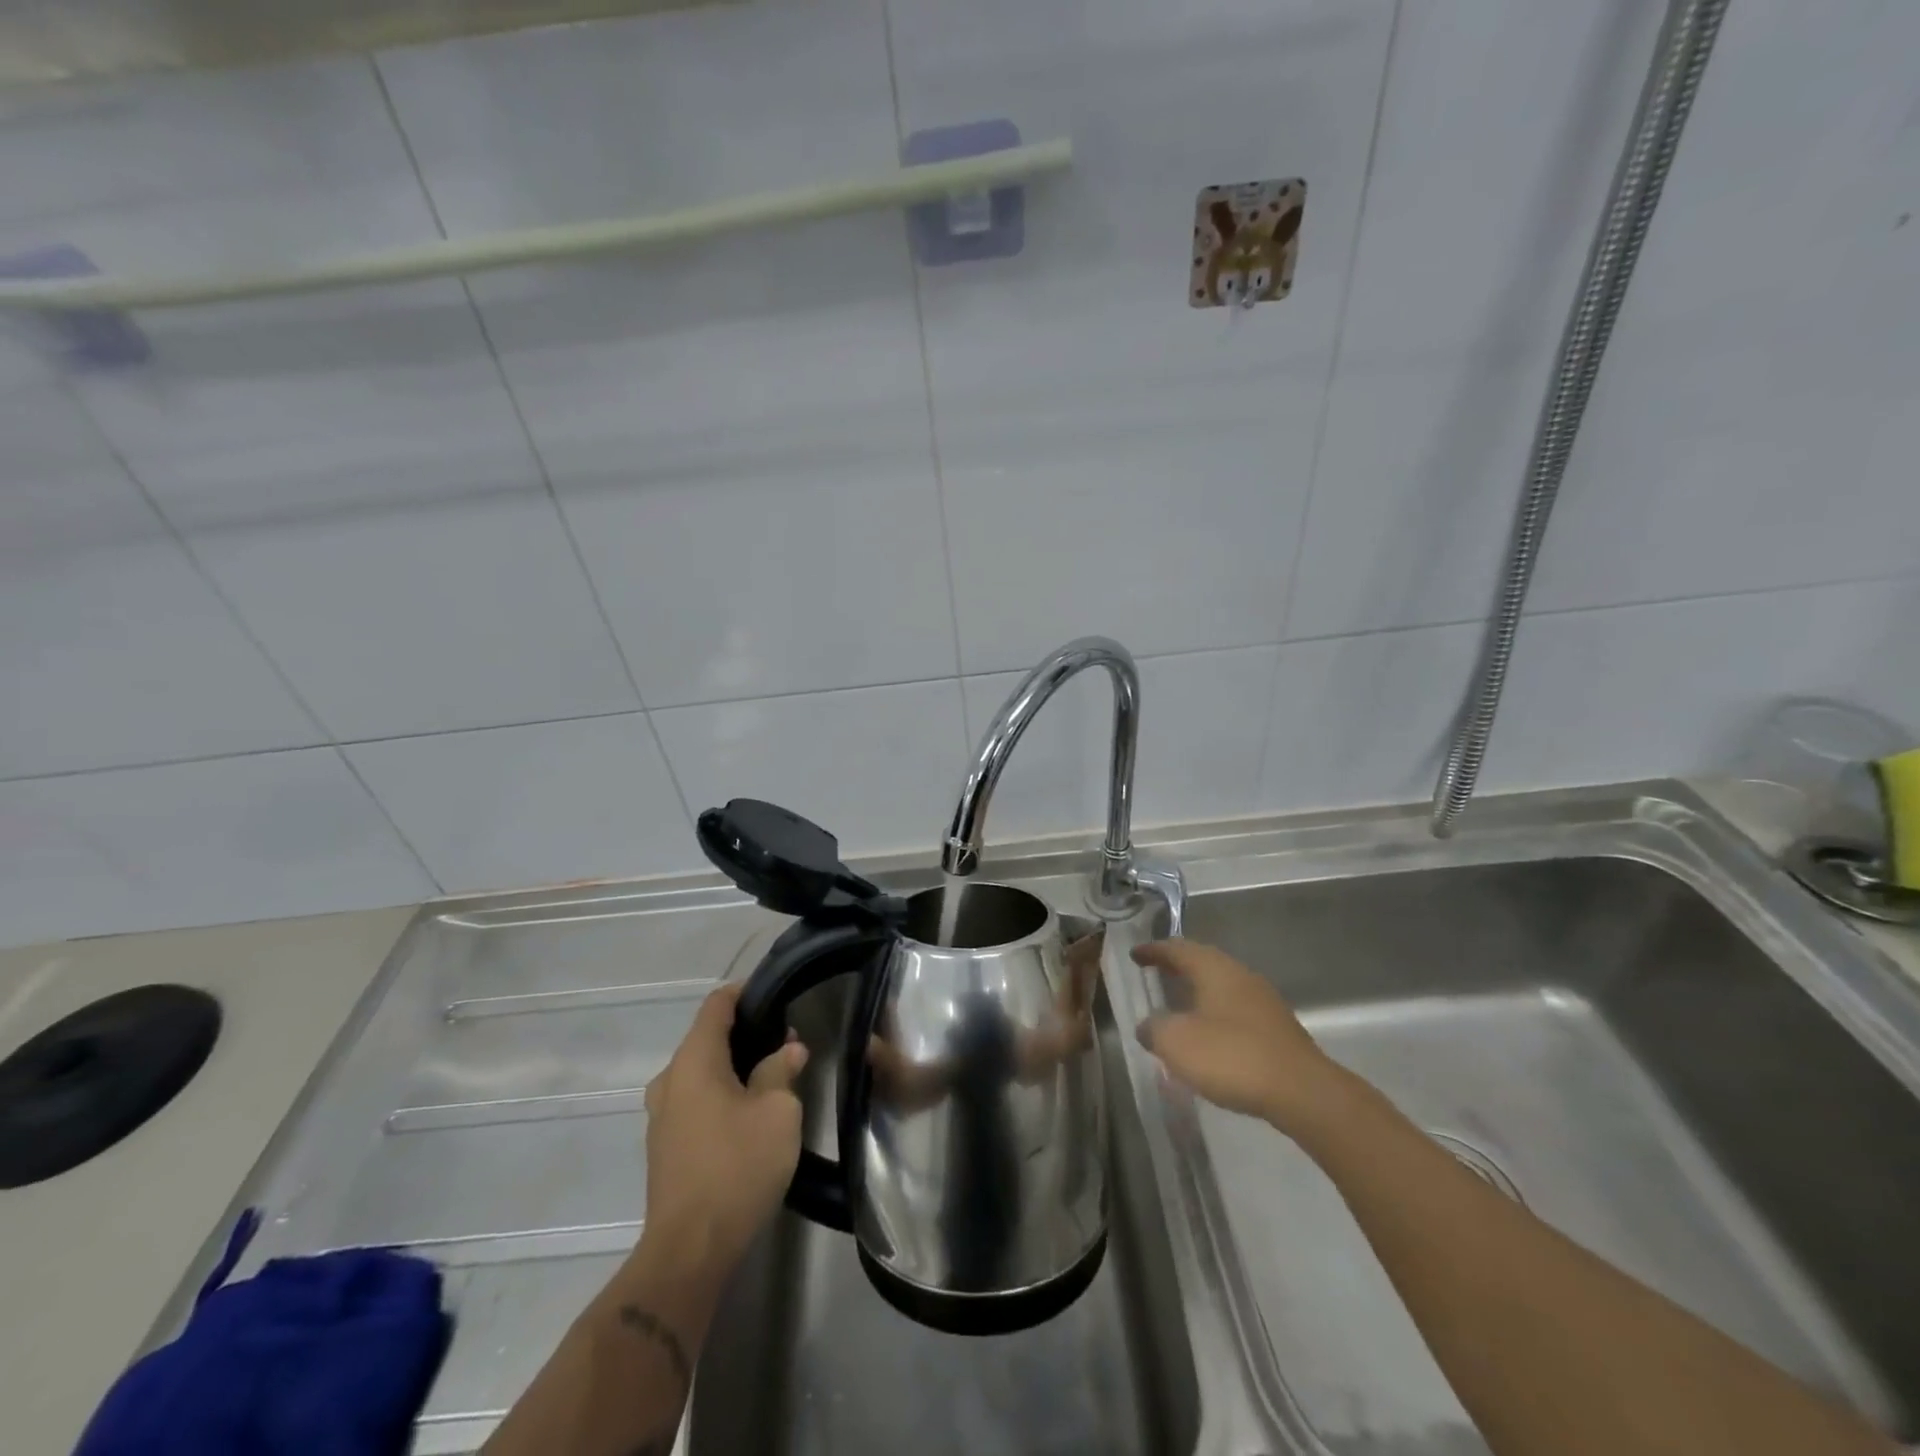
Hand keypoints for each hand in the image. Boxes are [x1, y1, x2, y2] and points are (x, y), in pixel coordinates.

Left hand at [641, 983, 807, 1272]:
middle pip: (707, 1038)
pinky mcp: (665, 1145)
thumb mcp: (777, 1112)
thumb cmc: (738, 1166)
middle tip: (785, 1040)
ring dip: (734, 1066)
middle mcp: (670, 1079)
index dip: (746, 992)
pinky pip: (694, 1099)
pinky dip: (720, 1092)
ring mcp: (662, 1115)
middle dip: (745, 1032)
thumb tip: (788, 1048)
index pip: (716, 1004)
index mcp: (694, 1060)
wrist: (690, 1249)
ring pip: (701, 1071)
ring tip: (773, 1074)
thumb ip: (781, 1070)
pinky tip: (749, 1110)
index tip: (777, 994)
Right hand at [1132, 939, 1344, 1132]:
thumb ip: (1154, 1029)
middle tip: (1154, 974)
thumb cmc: (1232, 1057)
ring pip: (1221, 986)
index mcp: (1214, 968)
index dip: (1153, 950)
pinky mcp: (1277, 1029)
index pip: (1177, 948)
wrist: (1303, 1093)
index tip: (1134, 955)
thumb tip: (1148, 1026)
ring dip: (1198, 992)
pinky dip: (1215, 1014)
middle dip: (1177, 967)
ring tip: (1178, 1007)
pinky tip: (1209, 1037)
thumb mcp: (1177, 1043)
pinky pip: (1236, 1010)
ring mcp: (1263, 1001)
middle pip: (1202, 962)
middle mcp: (1240, 975)